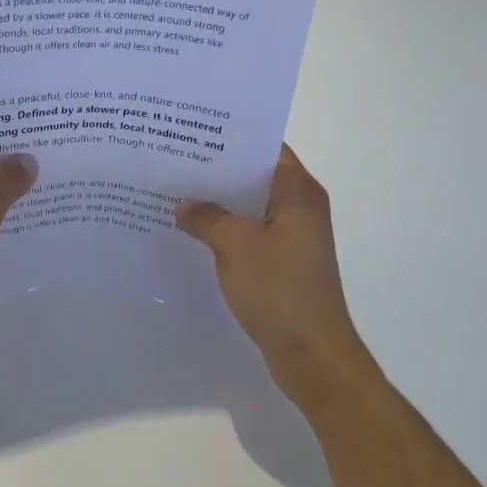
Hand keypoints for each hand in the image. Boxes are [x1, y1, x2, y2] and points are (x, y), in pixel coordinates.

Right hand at [177, 145, 373, 409]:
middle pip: (255, 176)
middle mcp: (300, 208)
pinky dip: (224, 231)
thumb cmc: (280, 290)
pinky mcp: (282, 264)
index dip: (232, 137)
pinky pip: (248, 235)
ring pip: (249, 208)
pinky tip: (191, 232)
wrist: (312, 356)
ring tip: (174, 192)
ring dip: (218, 203)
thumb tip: (185, 204)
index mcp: (298, 193)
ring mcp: (292, 238)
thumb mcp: (236, 245)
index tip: (194, 130)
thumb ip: (207, 217)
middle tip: (174, 159)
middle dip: (217, 170)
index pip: (266, 148)